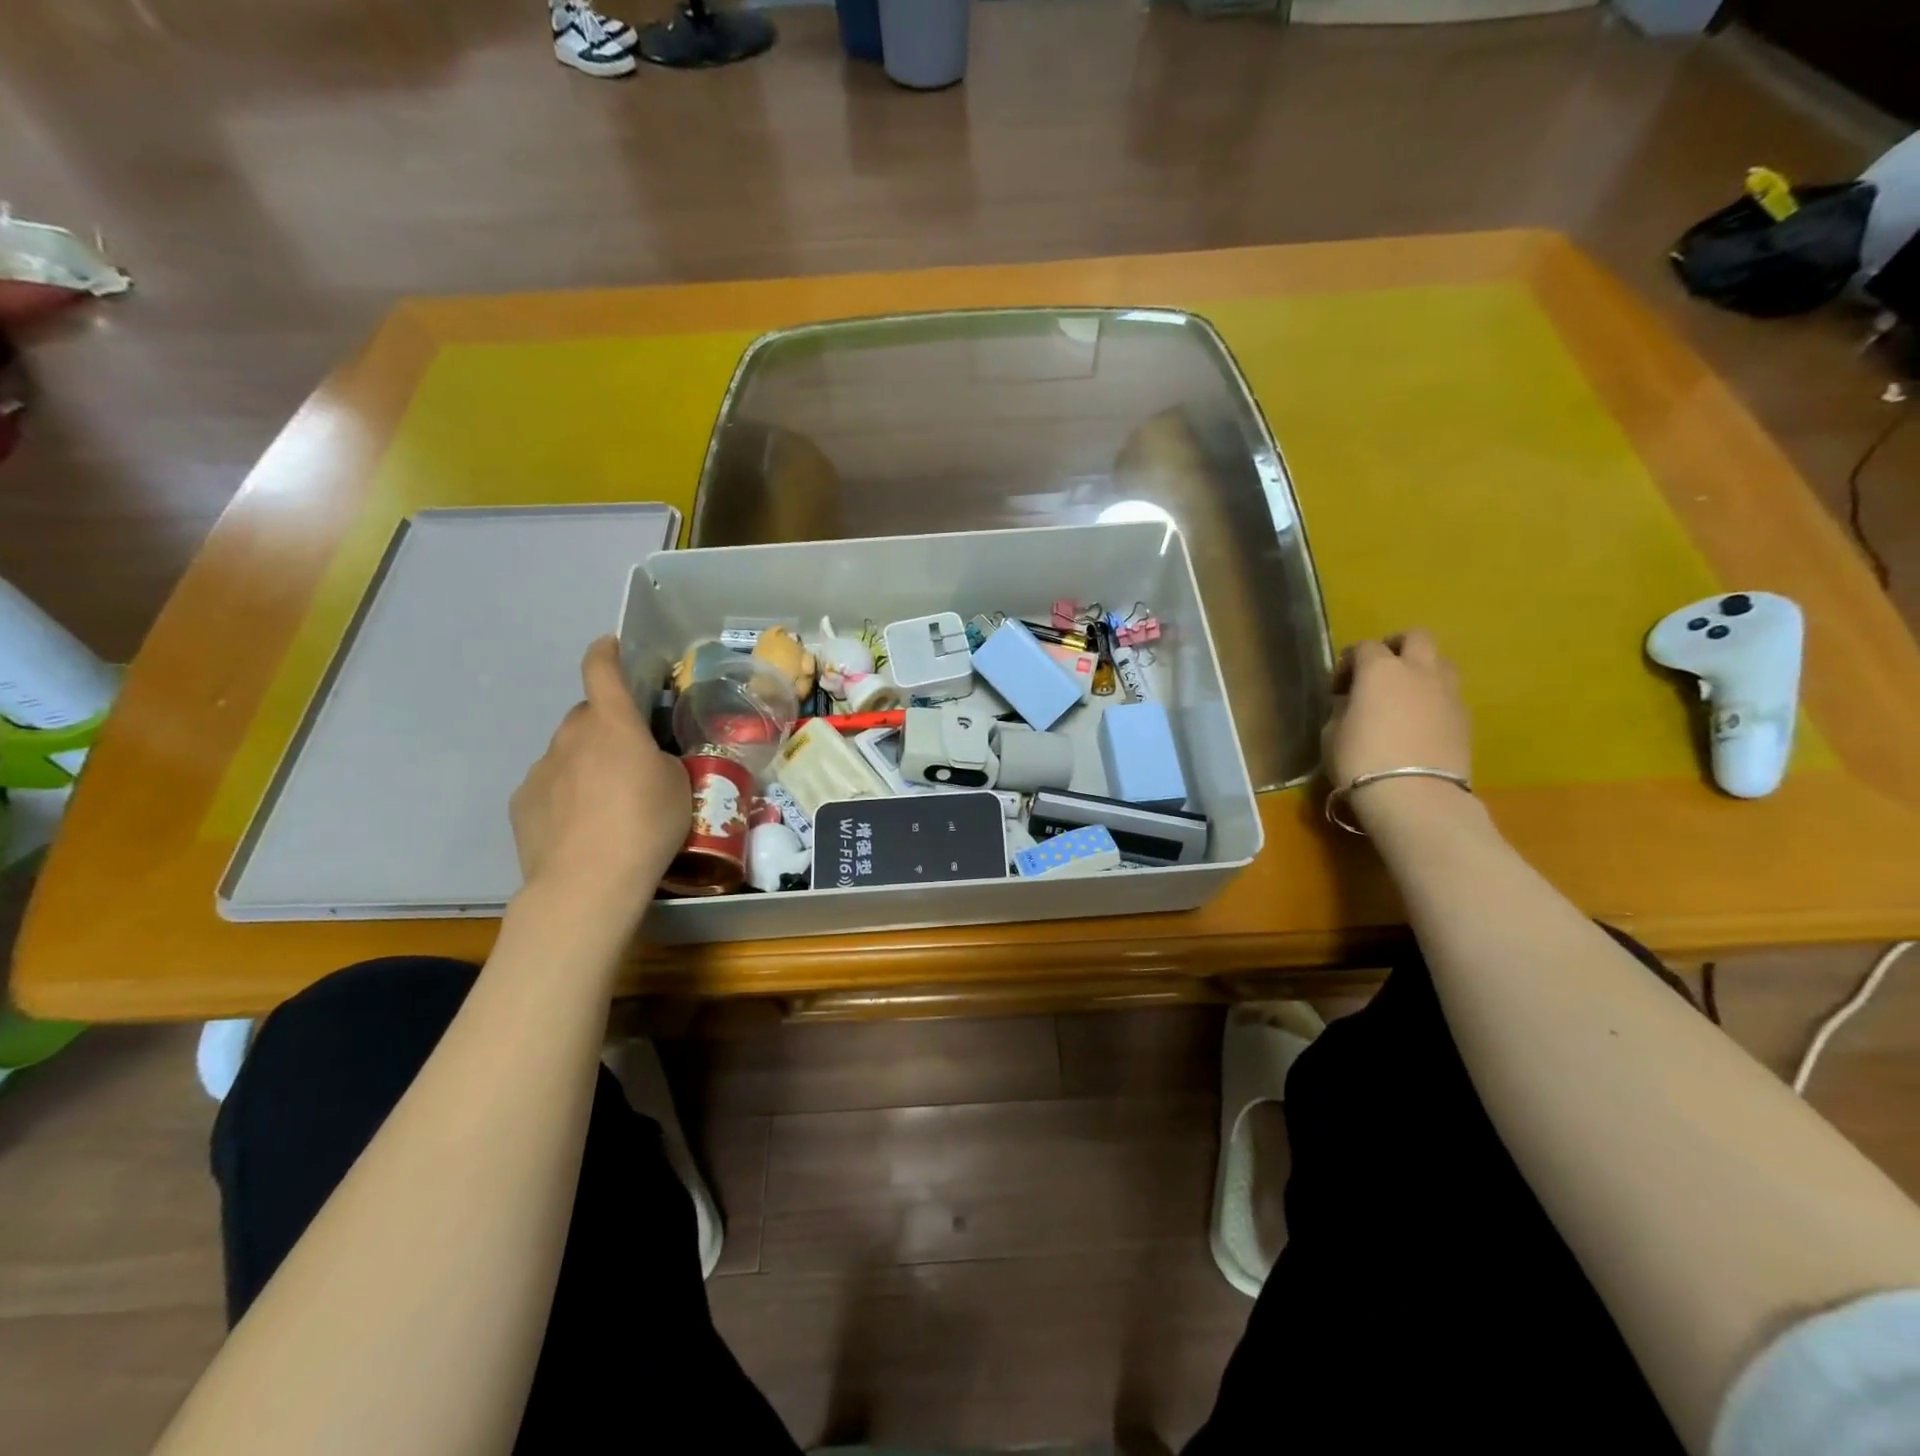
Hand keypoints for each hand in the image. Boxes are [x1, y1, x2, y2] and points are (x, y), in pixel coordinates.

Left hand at [510, 637, 690, 920]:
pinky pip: (550, 785)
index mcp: (614, 725)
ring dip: (586, 764)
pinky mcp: (522, 802)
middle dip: (605, 727)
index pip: (602, 671)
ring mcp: (541, 769)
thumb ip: (657, 760)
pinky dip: (565, 794)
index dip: (605, 653)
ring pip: (567, 752)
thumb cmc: (646, 826)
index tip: (609, 645)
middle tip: (629, 758)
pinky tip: (581, 827)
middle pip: (587, 717)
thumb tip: (641, 761)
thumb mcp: (678, 786)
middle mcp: (571, 736)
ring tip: (607, 803)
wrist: (587, 883)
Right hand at [1323, 630, 1471, 827]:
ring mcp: (1448, 691)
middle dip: (1396, 647)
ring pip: (1440, 662)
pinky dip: (1434, 697)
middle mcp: (1418, 670)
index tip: (1339, 686)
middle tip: (1380, 670)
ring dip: (1422, 669)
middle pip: (1415, 637)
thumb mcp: (1333, 732)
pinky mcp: (1466, 716)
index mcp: (1380, 669)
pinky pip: (1449, 693)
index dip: (1349, 662)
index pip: (1363, 647)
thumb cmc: (1361, 760)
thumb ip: (1344, 708)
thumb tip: (1352, 702)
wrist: (1415, 795)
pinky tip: (1420, 721)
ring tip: (1405, 694)